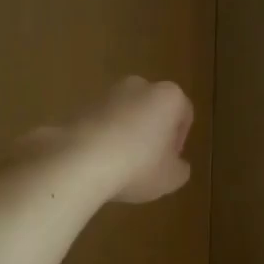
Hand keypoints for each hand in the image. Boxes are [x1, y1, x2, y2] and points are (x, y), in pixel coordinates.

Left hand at [30, 76, 192, 204]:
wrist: (79, 161)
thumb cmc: (138, 165)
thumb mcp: (171, 177)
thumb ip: (180, 168)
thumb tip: (175, 164)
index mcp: (168, 96)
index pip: (184, 113)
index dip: (180, 140)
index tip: (170, 161)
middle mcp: (139, 86)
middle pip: (152, 109)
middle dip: (152, 132)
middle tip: (149, 162)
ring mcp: (106, 93)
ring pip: (125, 114)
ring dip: (126, 134)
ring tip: (120, 166)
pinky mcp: (79, 106)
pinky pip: (100, 123)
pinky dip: (103, 138)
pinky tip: (99, 163)